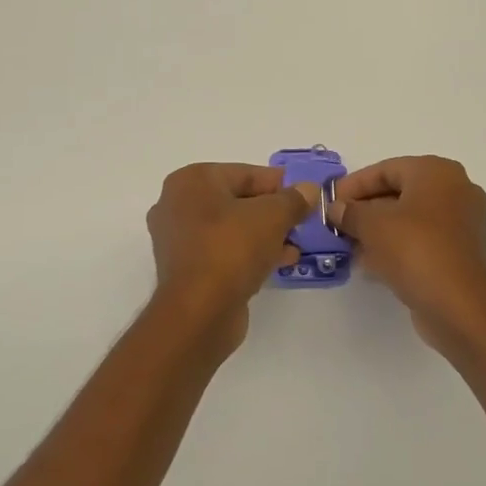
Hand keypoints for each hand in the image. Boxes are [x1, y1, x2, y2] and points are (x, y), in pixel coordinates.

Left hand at [147, 164, 318, 347]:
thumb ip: (293, 199)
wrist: (198, 312)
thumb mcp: (272, 217)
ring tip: (297, 245)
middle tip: (303, 221)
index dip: (279, 184)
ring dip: (265, 235)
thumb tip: (309, 189)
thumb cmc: (231, 249)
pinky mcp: (186, 269)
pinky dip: (250, 253)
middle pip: (237, 201)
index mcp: (191, 181)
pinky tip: (280, 262)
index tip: (306, 195)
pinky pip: (224, 251)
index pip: (244, 174)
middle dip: (273, 212)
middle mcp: (177, 205)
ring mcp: (178, 239)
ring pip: (231, 229)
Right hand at [330, 156, 485, 338]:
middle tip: (336, 224)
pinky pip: (419, 240)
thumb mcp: (372, 225)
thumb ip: (349, 212)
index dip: (353, 185)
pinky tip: (368, 263)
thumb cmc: (414, 250)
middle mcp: (454, 190)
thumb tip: (336, 209)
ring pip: (408, 219)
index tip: (330, 202)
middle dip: (364, 209)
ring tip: (347, 245)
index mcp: (437, 172)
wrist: (457, 305)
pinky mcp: (458, 252)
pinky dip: (395, 247)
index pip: (386, 169)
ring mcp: (460, 223)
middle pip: (398, 193)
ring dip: (376, 230)